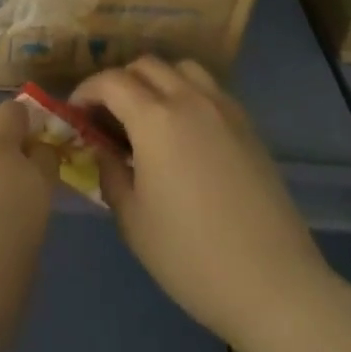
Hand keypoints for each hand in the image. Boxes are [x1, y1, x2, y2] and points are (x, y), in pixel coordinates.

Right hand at [71, 57, 334, 351]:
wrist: (275, 286)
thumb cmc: (192, 257)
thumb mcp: (133, 220)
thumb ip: (109, 172)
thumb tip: (101, 149)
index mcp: (155, 118)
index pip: (110, 81)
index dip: (86, 91)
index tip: (75, 114)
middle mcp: (189, 99)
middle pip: (145, 65)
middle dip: (118, 82)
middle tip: (107, 117)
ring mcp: (224, 109)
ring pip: (181, 69)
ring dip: (156, 81)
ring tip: (147, 117)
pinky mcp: (248, 126)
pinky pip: (209, 89)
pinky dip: (186, 94)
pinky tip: (184, 133)